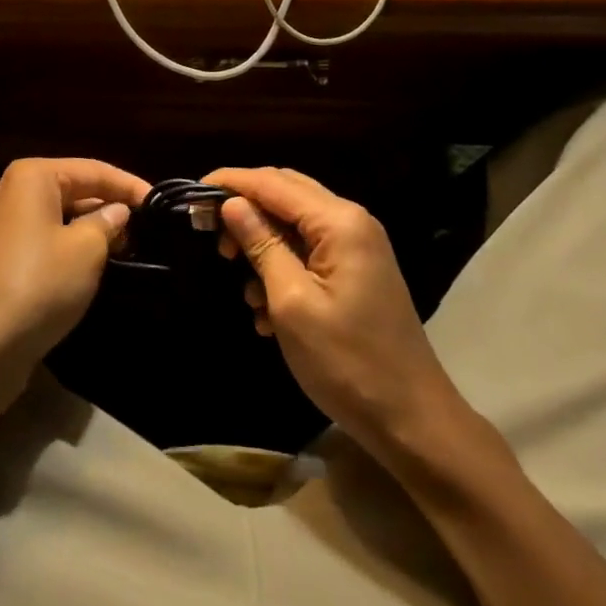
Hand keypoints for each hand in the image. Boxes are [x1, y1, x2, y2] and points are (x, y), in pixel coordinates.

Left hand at [0, 158, 149, 408]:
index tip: (161, 202)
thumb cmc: (38, 285)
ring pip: (64, 217)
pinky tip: (99, 266)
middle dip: (112, 207)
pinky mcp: (6, 259)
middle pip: (77, 190)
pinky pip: (50, 241)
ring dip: (95, 230)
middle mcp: (17, 193)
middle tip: (150, 228)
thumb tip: (119, 211)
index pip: (94, 170)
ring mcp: (8, 227)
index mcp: (34, 177)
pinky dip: (75, 248)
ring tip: (132, 247)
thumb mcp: (86, 250)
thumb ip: (108, 223)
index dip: (130, 185)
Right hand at [207, 167, 462, 458]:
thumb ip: (261, 245)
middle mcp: (351, 220)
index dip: (230, 183)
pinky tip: (267, 308)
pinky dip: (282, 265)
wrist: (413, 422)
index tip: (191, 195)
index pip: (273, 183)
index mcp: (338, 221)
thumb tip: (231, 203)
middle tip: (211, 238)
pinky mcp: (357, 269)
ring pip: (295, 221)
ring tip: (244, 288)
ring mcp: (357, 245)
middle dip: (245, 209)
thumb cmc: (347, 363)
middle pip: (285, 192)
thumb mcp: (292, 304)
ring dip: (263, 243)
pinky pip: (309, 249)